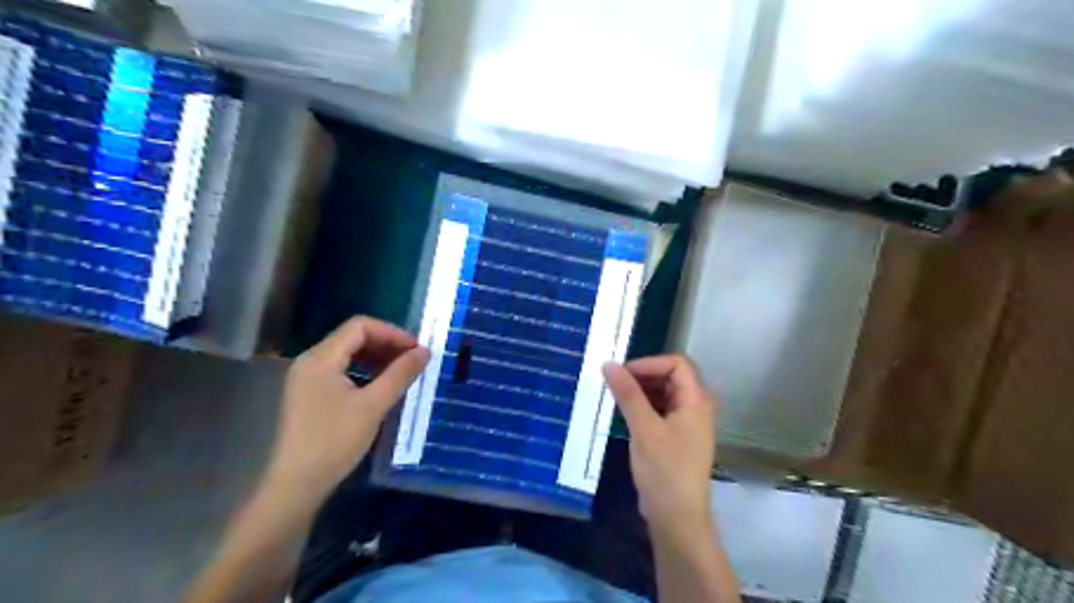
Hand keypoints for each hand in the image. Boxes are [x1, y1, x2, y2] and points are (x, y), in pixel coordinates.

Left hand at [265, 318, 428, 505]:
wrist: (297, 484)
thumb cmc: (335, 441)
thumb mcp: (374, 405)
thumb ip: (400, 374)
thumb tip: (425, 351)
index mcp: (320, 358)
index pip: (360, 326)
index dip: (392, 333)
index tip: (416, 350)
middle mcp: (310, 361)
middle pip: (353, 337)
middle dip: (386, 344)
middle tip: (413, 361)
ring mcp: (307, 378)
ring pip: (348, 354)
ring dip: (377, 358)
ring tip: (401, 373)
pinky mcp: (310, 394)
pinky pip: (342, 370)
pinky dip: (365, 371)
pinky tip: (381, 387)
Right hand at [604, 357, 710, 534]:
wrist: (677, 517)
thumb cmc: (664, 470)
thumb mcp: (644, 429)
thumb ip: (628, 394)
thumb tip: (609, 364)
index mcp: (696, 401)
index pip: (677, 364)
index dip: (649, 363)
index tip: (623, 374)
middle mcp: (696, 408)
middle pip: (672, 376)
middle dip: (644, 375)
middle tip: (616, 384)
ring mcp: (688, 423)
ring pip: (665, 394)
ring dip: (642, 391)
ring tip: (617, 398)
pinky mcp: (677, 437)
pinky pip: (662, 410)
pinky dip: (644, 407)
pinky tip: (625, 414)